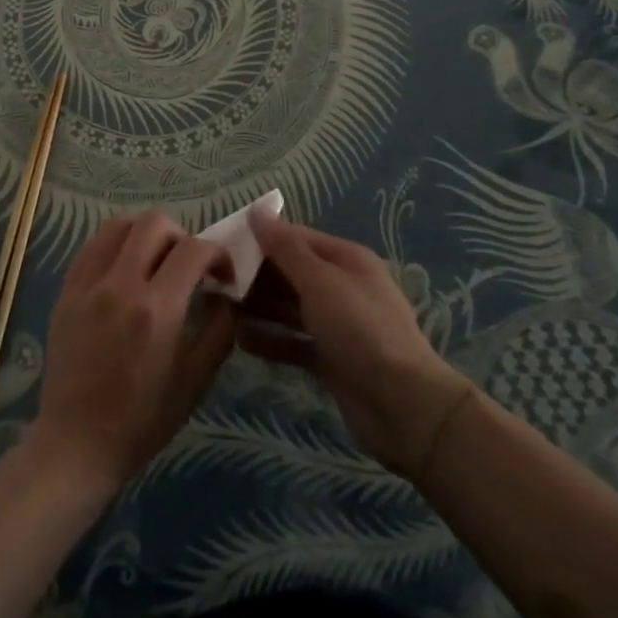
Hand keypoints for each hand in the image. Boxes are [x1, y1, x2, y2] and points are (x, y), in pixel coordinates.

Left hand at [28, 213, 235, 490]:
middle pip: (155, 223)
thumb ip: (220, 328)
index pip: (194, 250)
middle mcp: (120, 285)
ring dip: (146, 233)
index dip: (217, 253)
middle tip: (188, 265)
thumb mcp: (197, 380)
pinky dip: (116, 245)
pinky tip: (125, 270)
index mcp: (156, 310)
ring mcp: (88, 284)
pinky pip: (93, 245)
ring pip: (119, 224)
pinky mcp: (66, 290)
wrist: (77, 442)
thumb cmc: (144, 419)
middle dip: (182, 236)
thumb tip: (224, 291)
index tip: (223, 274)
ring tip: (155, 262)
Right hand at [244, 216, 473, 477]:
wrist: (403, 406)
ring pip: (288, 307)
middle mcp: (341, 286)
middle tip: (213, 279)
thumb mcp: (320, 281)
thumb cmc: (360, 330)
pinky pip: (293, 341)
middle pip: (290, 272)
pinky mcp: (330, 358)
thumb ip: (285, 248)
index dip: (259, 238)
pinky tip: (240, 340)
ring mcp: (336, 324)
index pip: (295, 238)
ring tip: (219, 308)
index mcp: (345, 259)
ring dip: (258, 306)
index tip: (221, 243)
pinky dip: (270, 340)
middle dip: (255, 274)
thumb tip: (258, 211)